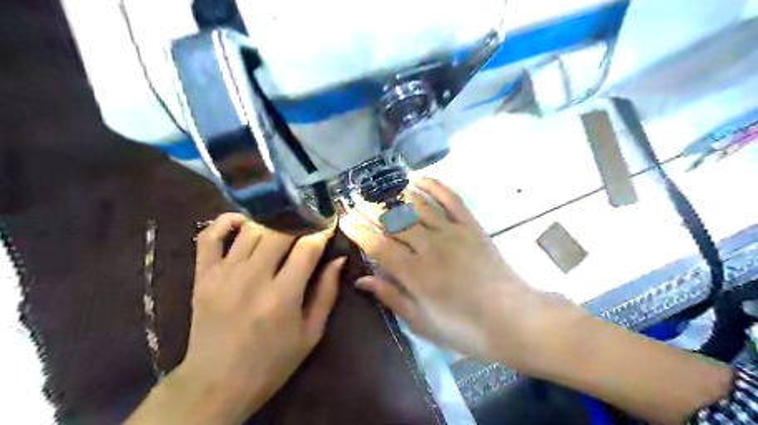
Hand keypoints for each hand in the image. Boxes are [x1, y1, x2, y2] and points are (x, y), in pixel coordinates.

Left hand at [180, 215, 345, 419]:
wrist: (216, 383)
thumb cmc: (272, 361)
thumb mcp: (311, 333)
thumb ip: (327, 293)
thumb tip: (338, 259)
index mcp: (282, 296)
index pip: (307, 247)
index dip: (322, 231)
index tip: (329, 225)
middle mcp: (252, 278)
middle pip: (279, 230)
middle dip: (299, 220)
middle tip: (309, 221)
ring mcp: (223, 274)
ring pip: (251, 229)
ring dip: (272, 220)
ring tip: (284, 221)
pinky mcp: (202, 275)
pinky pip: (209, 236)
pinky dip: (226, 221)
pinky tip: (244, 221)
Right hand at [339, 175, 574, 367]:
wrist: (513, 318)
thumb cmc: (464, 328)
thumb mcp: (422, 322)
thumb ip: (391, 297)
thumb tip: (363, 279)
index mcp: (415, 273)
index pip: (377, 245)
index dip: (358, 230)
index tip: (343, 218)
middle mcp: (430, 246)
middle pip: (393, 221)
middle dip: (371, 209)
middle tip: (355, 200)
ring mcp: (452, 232)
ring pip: (417, 206)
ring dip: (396, 196)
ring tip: (379, 190)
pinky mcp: (471, 226)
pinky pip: (450, 199)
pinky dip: (433, 186)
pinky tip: (417, 179)